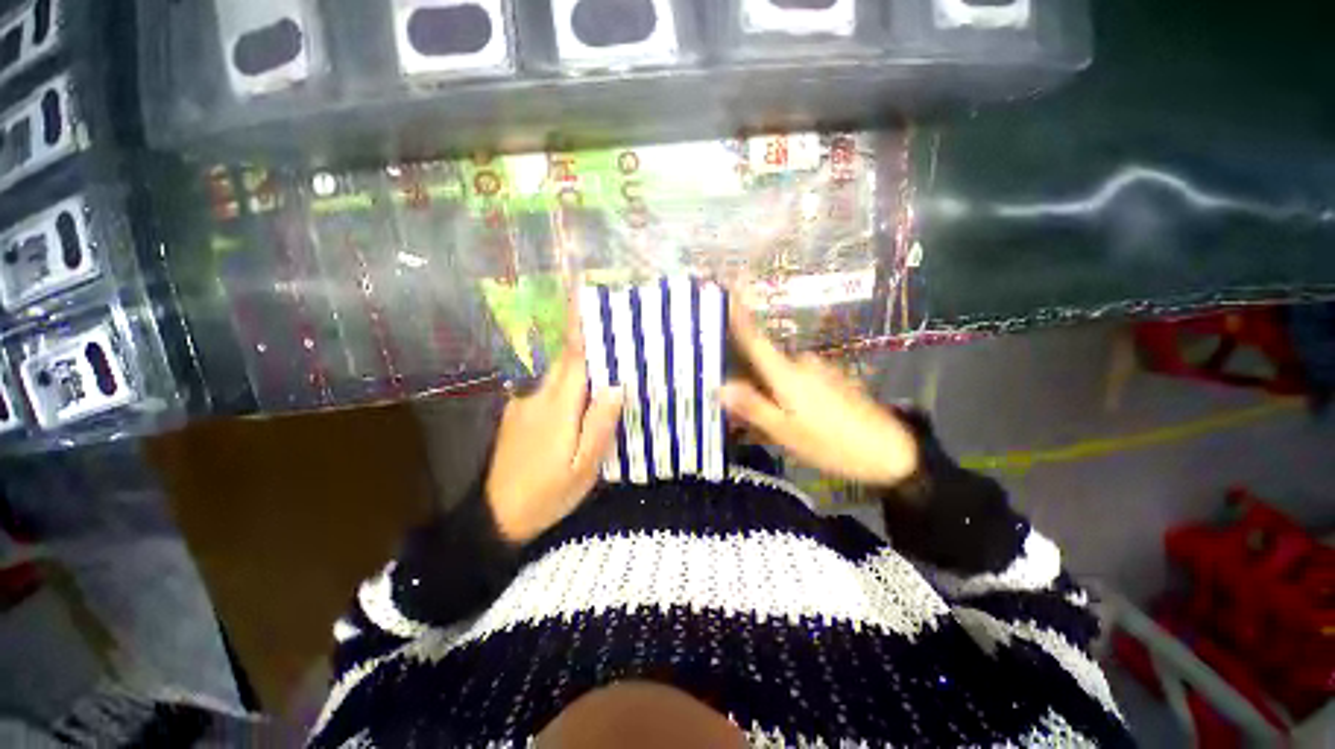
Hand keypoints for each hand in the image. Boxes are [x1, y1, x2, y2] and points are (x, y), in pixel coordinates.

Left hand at [486, 314, 623, 543]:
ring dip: (580, 363)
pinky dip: (569, 382)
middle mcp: (538, 396)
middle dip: (587, 339)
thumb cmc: (548, 493)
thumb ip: (599, 425)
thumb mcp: (584, 466)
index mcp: (557, 407)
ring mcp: (524, 404)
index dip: (580, 325)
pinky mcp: (518, 413)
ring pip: (558, 373)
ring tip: (607, 363)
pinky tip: (583, 394)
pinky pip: (550, 388)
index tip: (585, 293)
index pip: (573, 357)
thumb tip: (616, 385)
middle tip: (614, 329)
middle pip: (567, 360)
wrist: (496, 517)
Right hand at [720, 303, 918, 487]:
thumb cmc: (831, 442)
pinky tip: (793, 416)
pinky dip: (787, 393)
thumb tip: (720, 387)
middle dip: (748, 378)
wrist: (890, 451)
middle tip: (739, 407)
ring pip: (781, 374)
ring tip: (766, 420)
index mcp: (786, 372)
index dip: (738, 316)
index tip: (726, 291)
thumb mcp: (785, 431)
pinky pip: (798, 380)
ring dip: (769, 389)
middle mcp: (801, 362)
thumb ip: (752, 407)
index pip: (754, 338)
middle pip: (764, 361)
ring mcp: (819, 369)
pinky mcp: (832, 378)